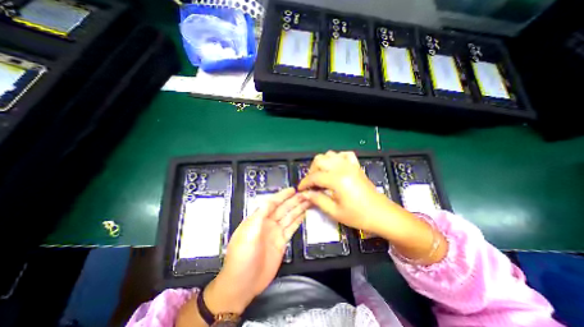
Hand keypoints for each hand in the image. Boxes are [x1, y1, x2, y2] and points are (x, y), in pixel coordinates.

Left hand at [204, 188, 307, 315]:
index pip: (272, 203)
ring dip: (298, 209)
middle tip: (305, 194)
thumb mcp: (248, 234)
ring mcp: (275, 233)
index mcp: (258, 219)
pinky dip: (297, 221)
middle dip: (293, 201)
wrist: (243, 283)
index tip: (293, 190)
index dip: (282, 196)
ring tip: (307, 201)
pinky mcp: (281, 242)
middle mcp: (268, 223)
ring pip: (289, 217)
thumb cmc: (242, 256)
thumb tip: (268, 201)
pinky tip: (303, 215)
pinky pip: (291, 228)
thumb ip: (259, 216)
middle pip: (283, 209)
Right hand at [297, 151, 391, 232]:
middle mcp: (343, 168)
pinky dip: (336, 158)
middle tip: (312, 183)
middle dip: (312, 171)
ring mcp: (351, 165)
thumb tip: (304, 194)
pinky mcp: (356, 166)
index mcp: (337, 180)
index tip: (300, 189)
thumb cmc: (358, 216)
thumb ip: (318, 200)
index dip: (305, 182)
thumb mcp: (335, 212)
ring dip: (322, 163)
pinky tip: (335, 167)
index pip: (315, 176)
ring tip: (321, 176)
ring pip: (330, 154)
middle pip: (320, 160)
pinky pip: (344, 155)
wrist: (382, 215)